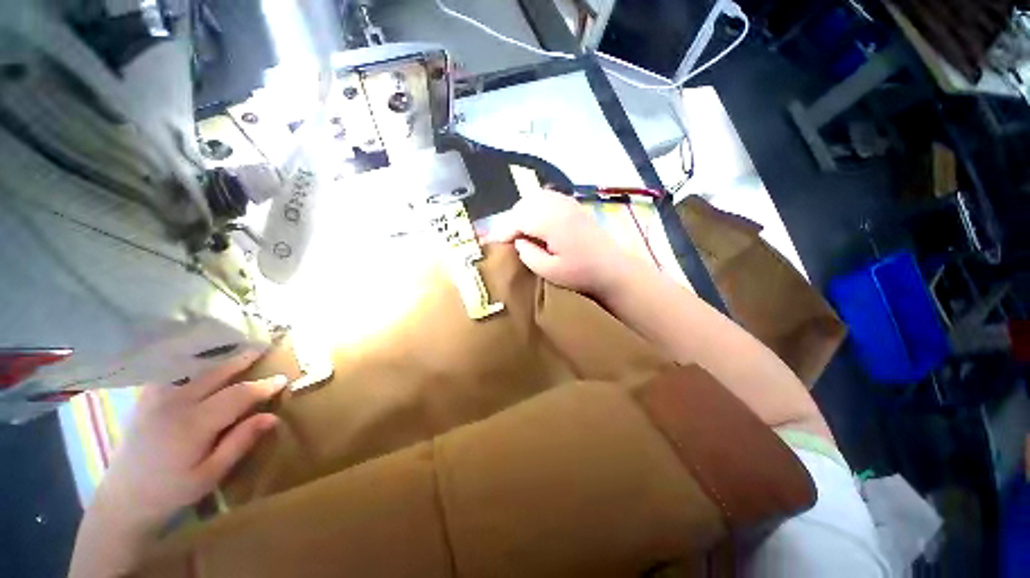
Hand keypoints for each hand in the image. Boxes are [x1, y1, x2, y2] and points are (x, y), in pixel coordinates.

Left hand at [95, 351, 285, 531]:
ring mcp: (156, 399)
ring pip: (194, 369)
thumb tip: (272, 417)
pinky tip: (201, 363)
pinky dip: (192, 363)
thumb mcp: (210, 475)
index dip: (263, 385)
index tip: (283, 378)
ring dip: (219, 358)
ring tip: (237, 350)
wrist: (123, 499)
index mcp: (194, 424)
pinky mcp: (146, 399)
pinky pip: (173, 373)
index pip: (238, 395)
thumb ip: (240, 442)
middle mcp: (175, 404)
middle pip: (217, 374)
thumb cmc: (172, 491)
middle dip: (243, 360)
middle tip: (264, 348)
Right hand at [486, 189, 637, 296]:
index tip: (493, 243)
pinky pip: (547, 197)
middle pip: (524, 204)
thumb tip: (517, 241)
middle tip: (507, 239)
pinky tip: (537, 222)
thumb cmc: (581, 274)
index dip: (503, 230)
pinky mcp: (574, 205)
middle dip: (512, 220)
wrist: (613, 269)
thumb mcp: (549, 271)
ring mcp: (568, 203)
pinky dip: (536, 206)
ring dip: (523, 212)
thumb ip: (528, 254)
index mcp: (552, 222)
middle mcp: (559, 206)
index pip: (518, 218)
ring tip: (520, 231)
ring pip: (535, 197)